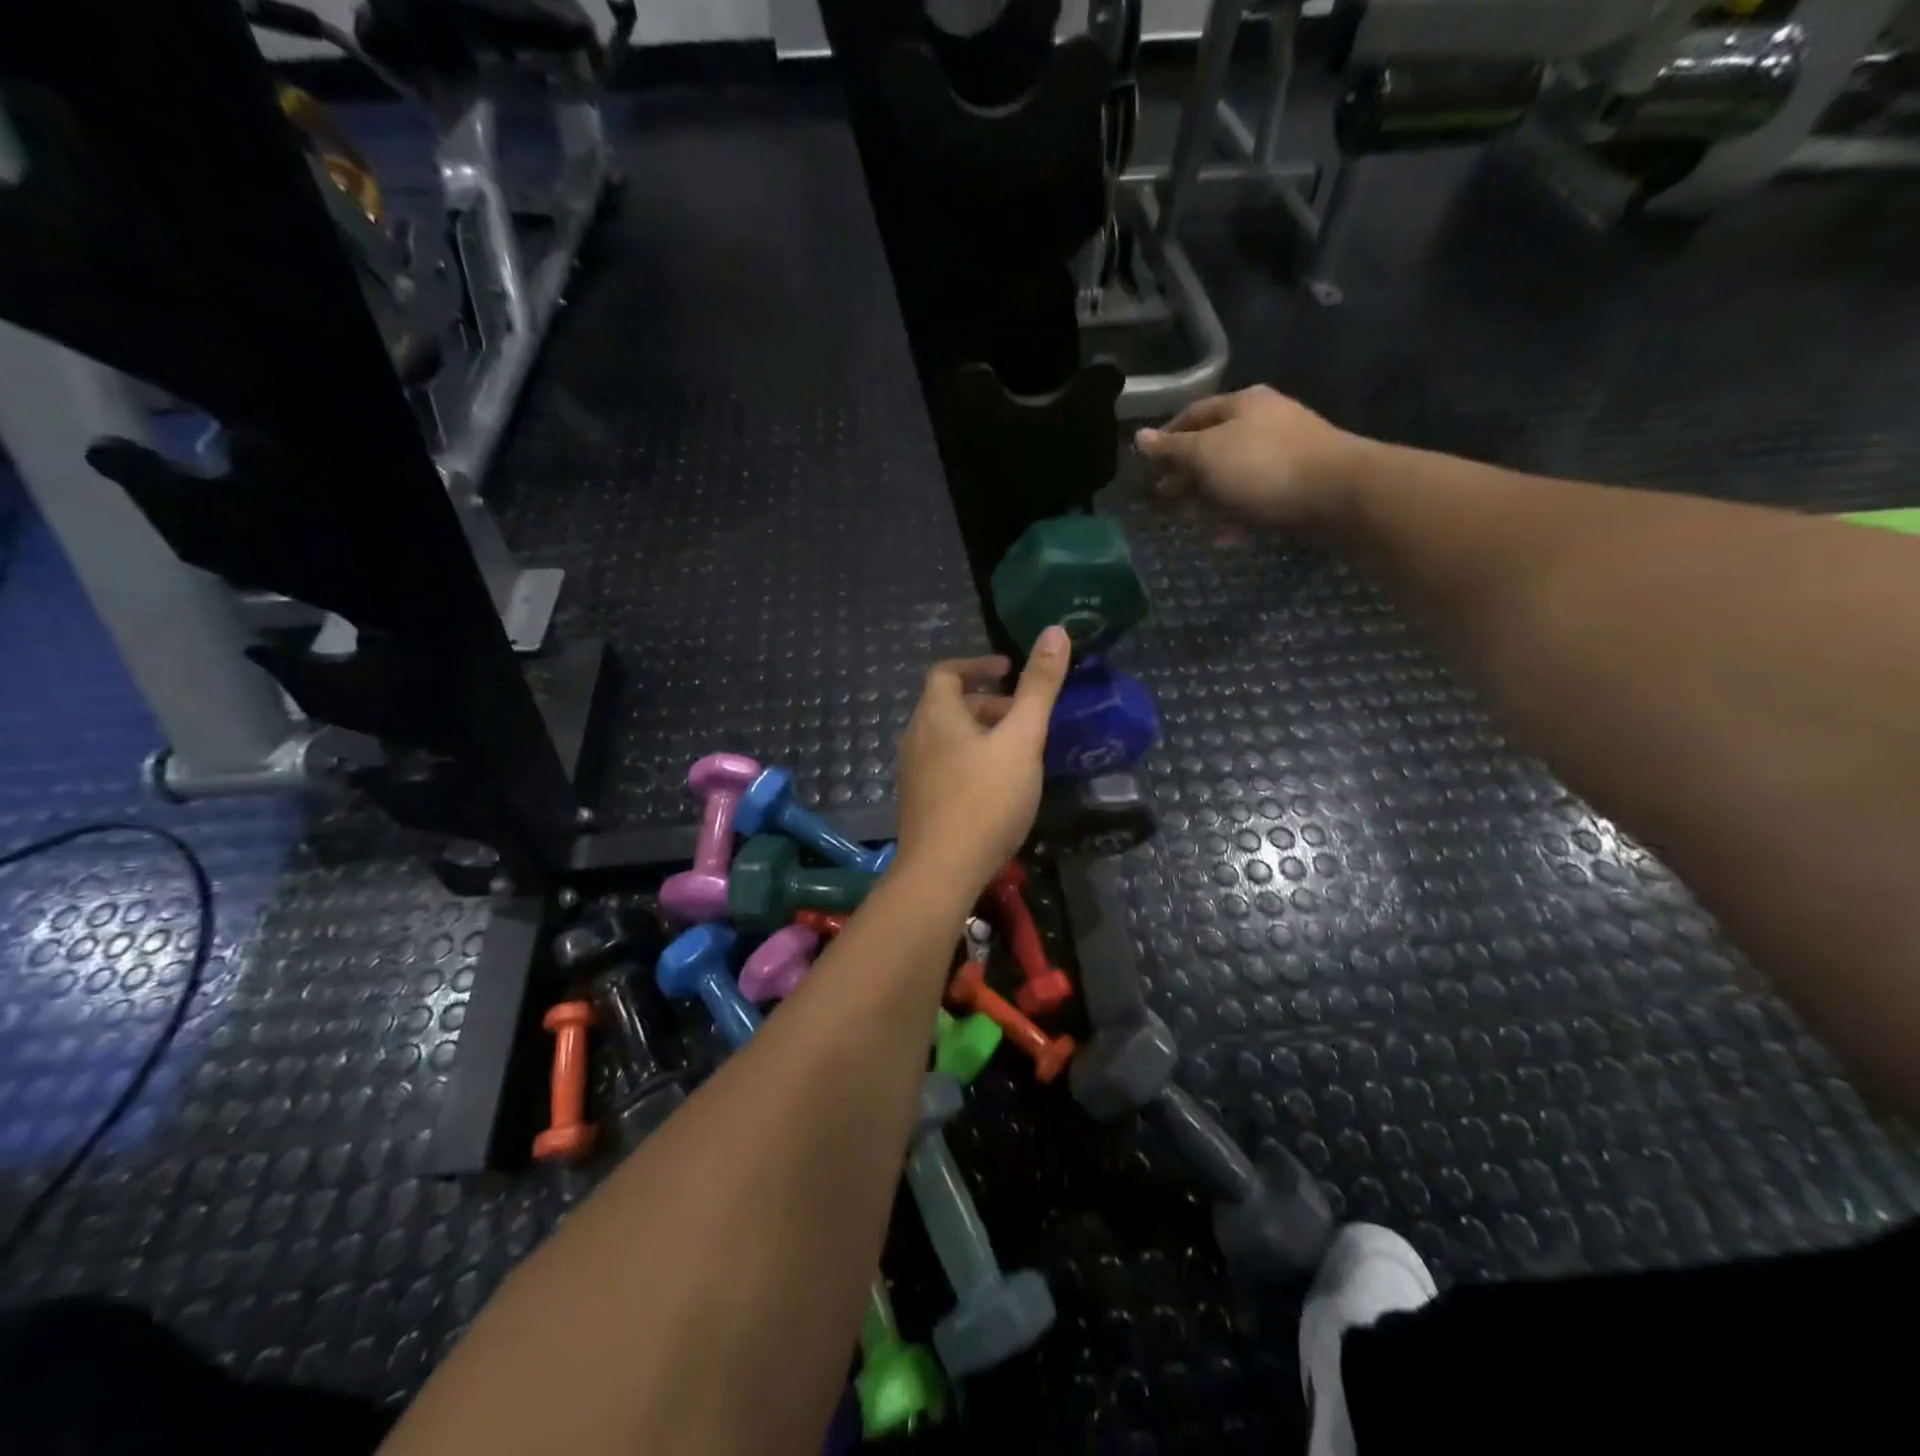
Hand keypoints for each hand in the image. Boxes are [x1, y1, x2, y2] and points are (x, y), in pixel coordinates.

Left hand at [893, 629, 1071, 893]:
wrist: (942, 870)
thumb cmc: (985, 798)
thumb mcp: (1022, 738)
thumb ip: (1039, 686)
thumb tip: (1055, 630)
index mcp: (936, 714)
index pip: (947, 671)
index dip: (978, 664)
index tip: (1007, 670)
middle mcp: (916, 737)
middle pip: (947, 705)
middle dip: (986, 703)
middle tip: (1021, 715)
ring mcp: (912, 772)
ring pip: (946, 738)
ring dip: (978, 733)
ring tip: (1015, 750)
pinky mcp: (917, 802)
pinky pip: (943, 765)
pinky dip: (968, 760)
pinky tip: (995, 786)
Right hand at [1134, 386, 1367, 530]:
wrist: (1339, 493)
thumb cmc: (1263, 466)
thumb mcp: (1206, 455)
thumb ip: (1172, 450)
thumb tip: (1139, 438)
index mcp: (1242, 404)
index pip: (1192, 414)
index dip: (1166, 438)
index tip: (1146, 464)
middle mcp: (1264, 421)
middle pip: (1213, 446)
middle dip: (1185, 473)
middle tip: (1161, 499)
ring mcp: (1284, 453)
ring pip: (1234, 475)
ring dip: (1208, 498)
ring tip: (1188, 520)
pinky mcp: (1298, 485)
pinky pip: (1257, 499)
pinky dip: (1237, 515)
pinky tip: (1224, 537)